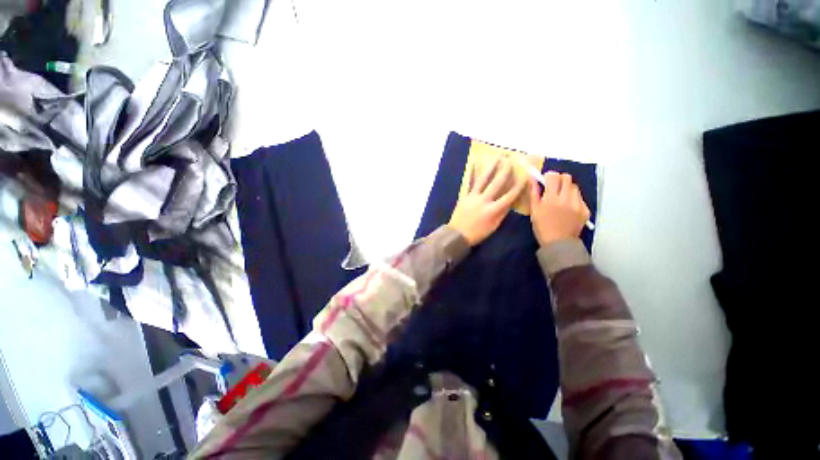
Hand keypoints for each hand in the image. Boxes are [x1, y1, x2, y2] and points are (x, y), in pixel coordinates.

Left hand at [448, 158, 525, 245]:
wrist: (457, 235)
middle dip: (505, 171)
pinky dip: (471, 174)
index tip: (525, 175)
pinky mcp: (464, 196)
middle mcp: (484, 200)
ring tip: (496, 158)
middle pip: (496, 184)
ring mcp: (472, 197)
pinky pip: (468, 183)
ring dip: (490, 168)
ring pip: (483, 180)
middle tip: (510, 160)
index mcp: (493, 210)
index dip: (518, 186)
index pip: (509, 196)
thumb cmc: (477, 233)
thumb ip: (502, 213)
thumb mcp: (493, 226)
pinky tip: (473, 164)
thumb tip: (510, 202)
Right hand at [529, 171, 590, 246]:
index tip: (545, 180)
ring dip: (567, 189)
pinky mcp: (585, 210)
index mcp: (551, 198)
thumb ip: (534, 193)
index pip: (553, 176)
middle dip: (560, 179)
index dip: (549, 176)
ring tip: (561, 198)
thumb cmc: (542, 227)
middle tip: (554, 187)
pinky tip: (568, 208)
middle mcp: (566, 198)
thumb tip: (532, 178)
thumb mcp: (534, 210)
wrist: (559, 243)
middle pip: (567, 178)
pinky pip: (580, 198)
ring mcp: (578, 204)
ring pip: (575, 187)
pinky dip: (574, 199)